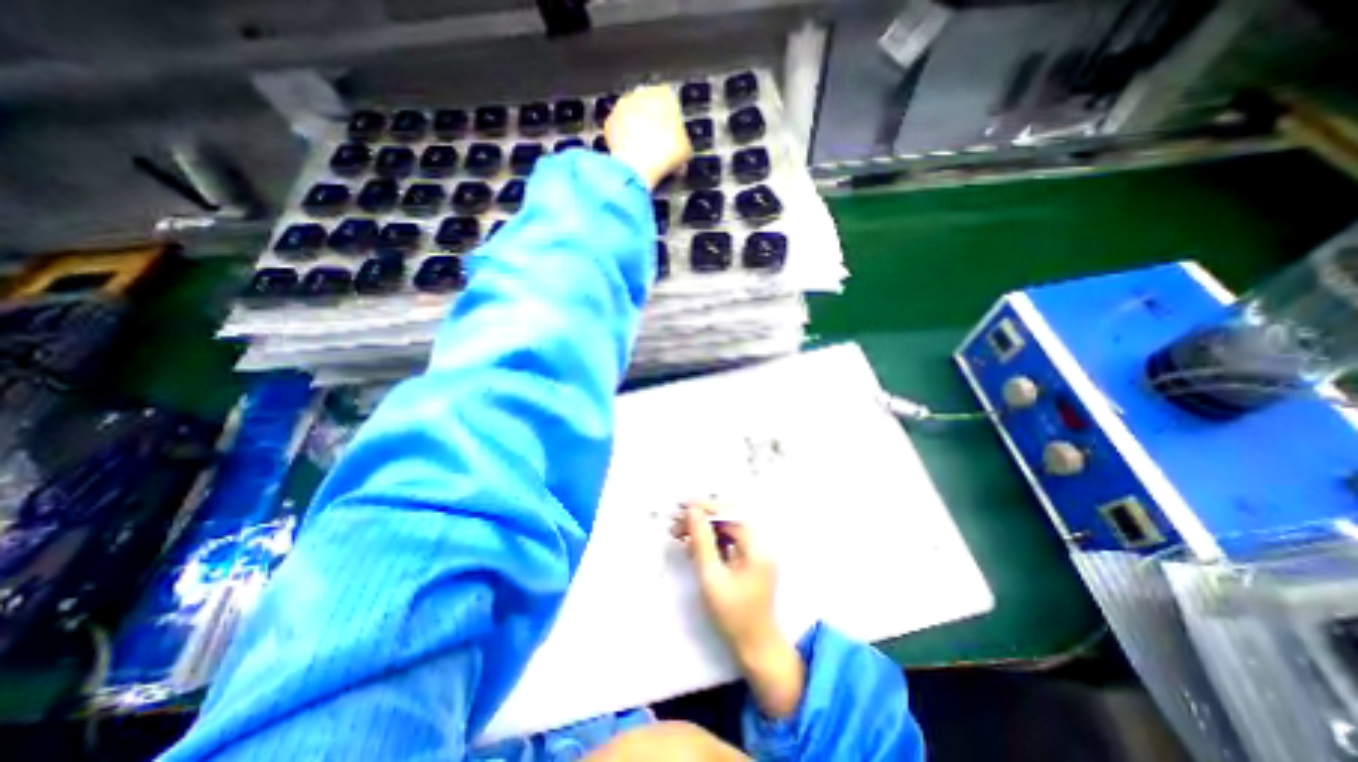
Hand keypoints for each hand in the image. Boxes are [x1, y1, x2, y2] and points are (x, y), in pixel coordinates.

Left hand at [604, 83, 690, 190]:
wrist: (637, 166)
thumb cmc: (664, 154)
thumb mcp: (686, 150)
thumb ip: (683, 141)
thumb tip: (681, 148)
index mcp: (666, 93)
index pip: (672, 103)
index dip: (673, 123)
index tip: (673, 137)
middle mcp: (642, 93)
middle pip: (650, 108)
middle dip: (653, 125)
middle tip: (659, 147)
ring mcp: (623, 106)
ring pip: (634, 118)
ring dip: (638, 132)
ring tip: (645, 155)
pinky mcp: (610, 122)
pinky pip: (620, 131)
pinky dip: (624, 142)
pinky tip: (632, 157)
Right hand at [671, 504, 798, 718]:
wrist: (755, 648)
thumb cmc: (733, 616)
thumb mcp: (712, 577)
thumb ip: (702, 541)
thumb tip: (692, 512)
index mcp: (757, 547)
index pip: (730, 515)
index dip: (706, 508)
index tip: (683, 505)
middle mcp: (759, 545)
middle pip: (728, 520)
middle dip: (701, 518)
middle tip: (676, 521)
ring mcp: (755, 553)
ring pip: (726, 531)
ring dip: (703, 529)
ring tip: (678, 533)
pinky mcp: (748, 562)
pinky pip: (727, 543)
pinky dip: (710, 542)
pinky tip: (692, 546)